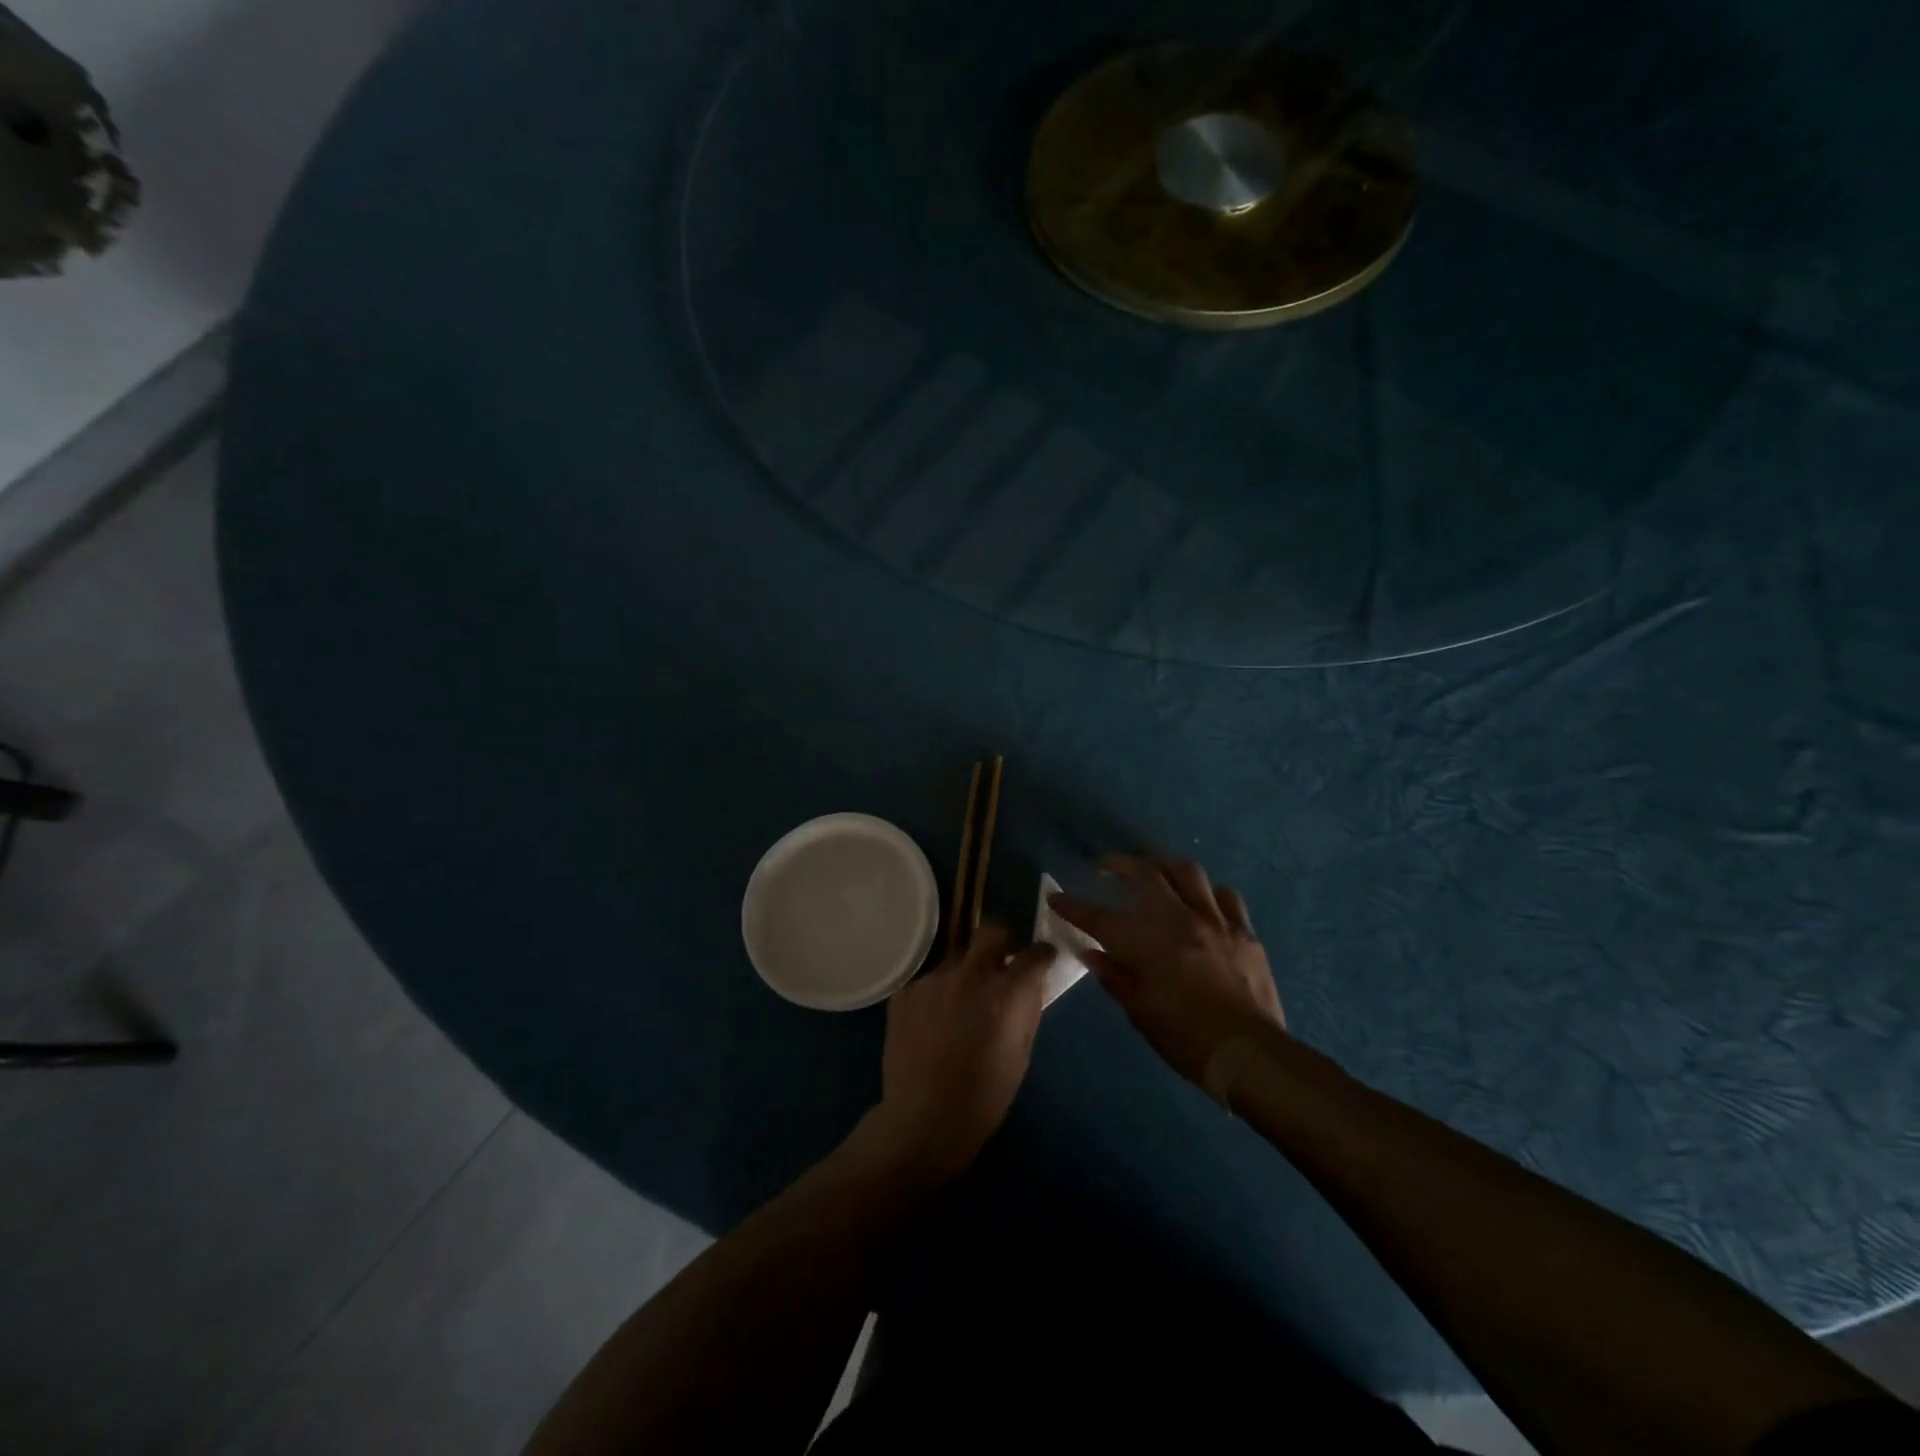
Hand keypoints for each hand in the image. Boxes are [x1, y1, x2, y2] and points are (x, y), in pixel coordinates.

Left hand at [867, 924, 1055, 1186]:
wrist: (924, 1119)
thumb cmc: (984, 1095)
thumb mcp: (1021, 1054)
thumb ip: (1027, 1010)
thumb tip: (1031, 985)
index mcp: (1005, 992)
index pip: (1034, 953)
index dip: (1042, 953)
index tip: (1042, 957)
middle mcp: (969, 975)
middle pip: (991, 931)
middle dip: (1003, 940)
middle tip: (1003, 961)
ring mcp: (932, 980)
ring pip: (956, 958)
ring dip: (966, 971)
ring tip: (962, 1002)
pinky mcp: (905, 991)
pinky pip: (929, 980)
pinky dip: (938, 993)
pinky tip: (934, 1022)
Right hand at [1050, 855, 1284, 1084]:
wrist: (1248, 1054)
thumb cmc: (1185, 1038)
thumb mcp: (1139, 1013)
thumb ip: (1114, 976)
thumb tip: (1091, 952)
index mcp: (1145, 943)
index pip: (1097, 917)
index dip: (1072, 906)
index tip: (1055, 897)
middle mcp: (1176, 919)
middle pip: (1144, 873)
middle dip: (1119, 864)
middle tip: (1106, 866)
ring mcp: (1214, 920)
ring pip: (1187, 872)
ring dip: (1165, 866)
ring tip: (1155, 871)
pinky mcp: (1243, 930)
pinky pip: (1226, 896)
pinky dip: (1208, 892)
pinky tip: (1202, 900)